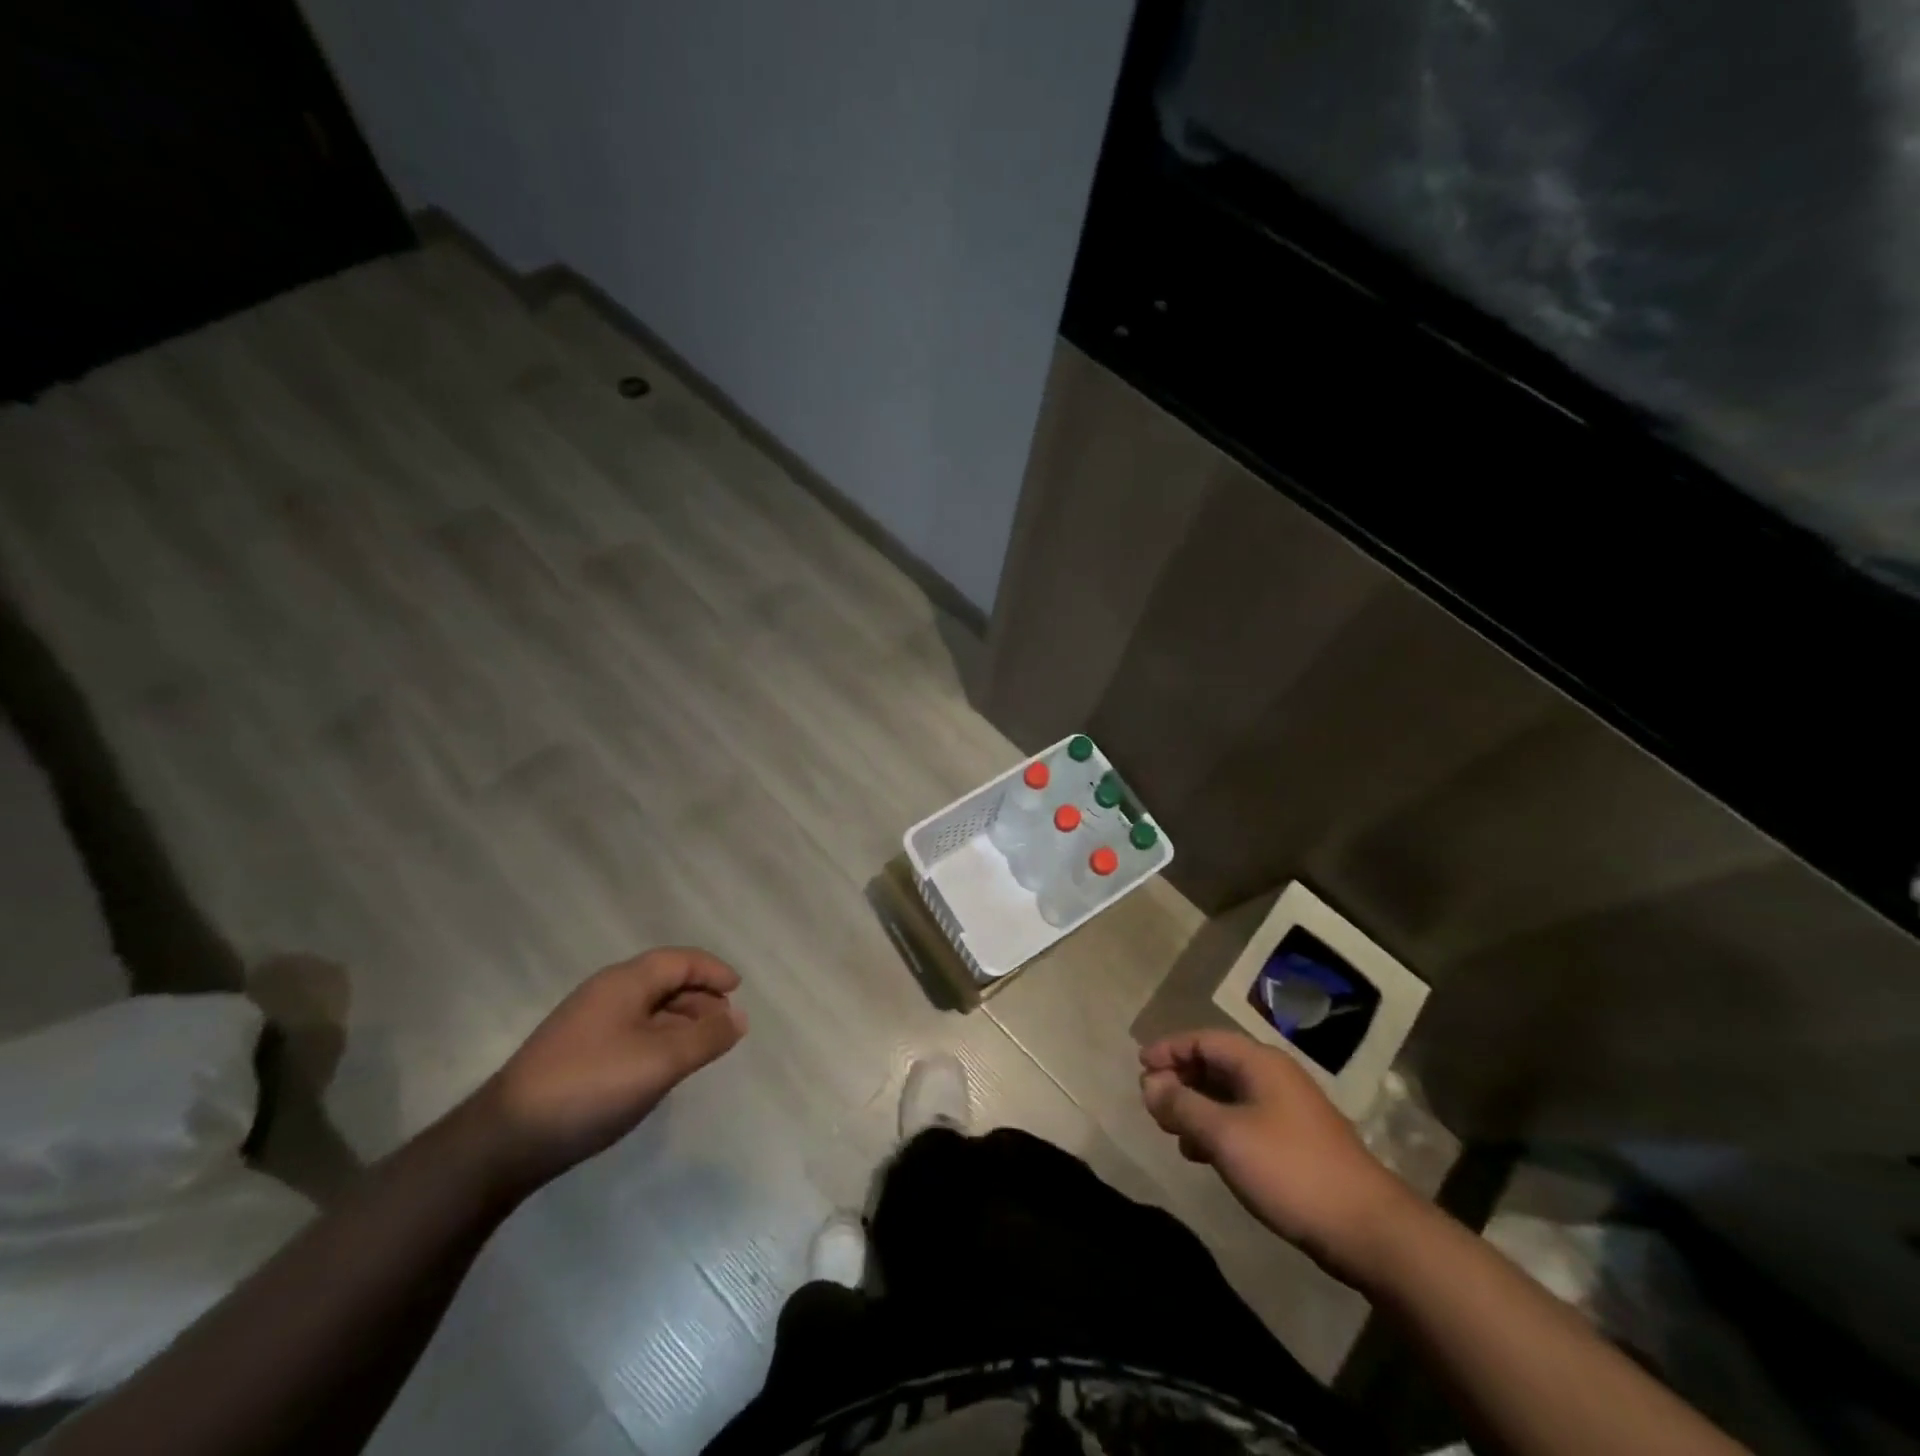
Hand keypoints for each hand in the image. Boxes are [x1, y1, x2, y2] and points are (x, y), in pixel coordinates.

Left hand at [468, 947, 746, 1190]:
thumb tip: (740, 1017)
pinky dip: (659, 1039)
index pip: (678, 961)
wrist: (504, 1141)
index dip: (712, 970)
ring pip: (647, 1009)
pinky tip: (664, 1067)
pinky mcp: (576, 1055)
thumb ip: (706, 1037)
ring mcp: (587, 1025)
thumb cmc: (591, 1087)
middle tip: (726, 1023)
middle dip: (700, 997)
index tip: (739, 990)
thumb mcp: (661, 1061)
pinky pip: (631, 1032)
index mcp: (624, 983)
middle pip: (663, 982)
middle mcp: (605, 994)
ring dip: (681, 1020)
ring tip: (703, 1046)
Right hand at [1139, 1029, 1417, 1283]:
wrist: (1367, 1229)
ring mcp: (1288, 1109)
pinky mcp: (1295, 1141)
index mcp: (1259, 1063)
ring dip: (1196, 1106)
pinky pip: (1244, 1119)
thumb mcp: (1224, 1136)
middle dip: (1180, 1078)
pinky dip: (1217, 1128)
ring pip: (1229, 1094)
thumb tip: (1149, 1083)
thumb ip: (1182, 1105)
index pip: (1203, 1039)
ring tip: (1172, 1131)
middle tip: (1152, 1101)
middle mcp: (1274, 1076)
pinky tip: (1204, 1155)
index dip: (1169, 1049)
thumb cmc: (1289, 1170)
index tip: (1140, 1067)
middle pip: (1216, 1063)